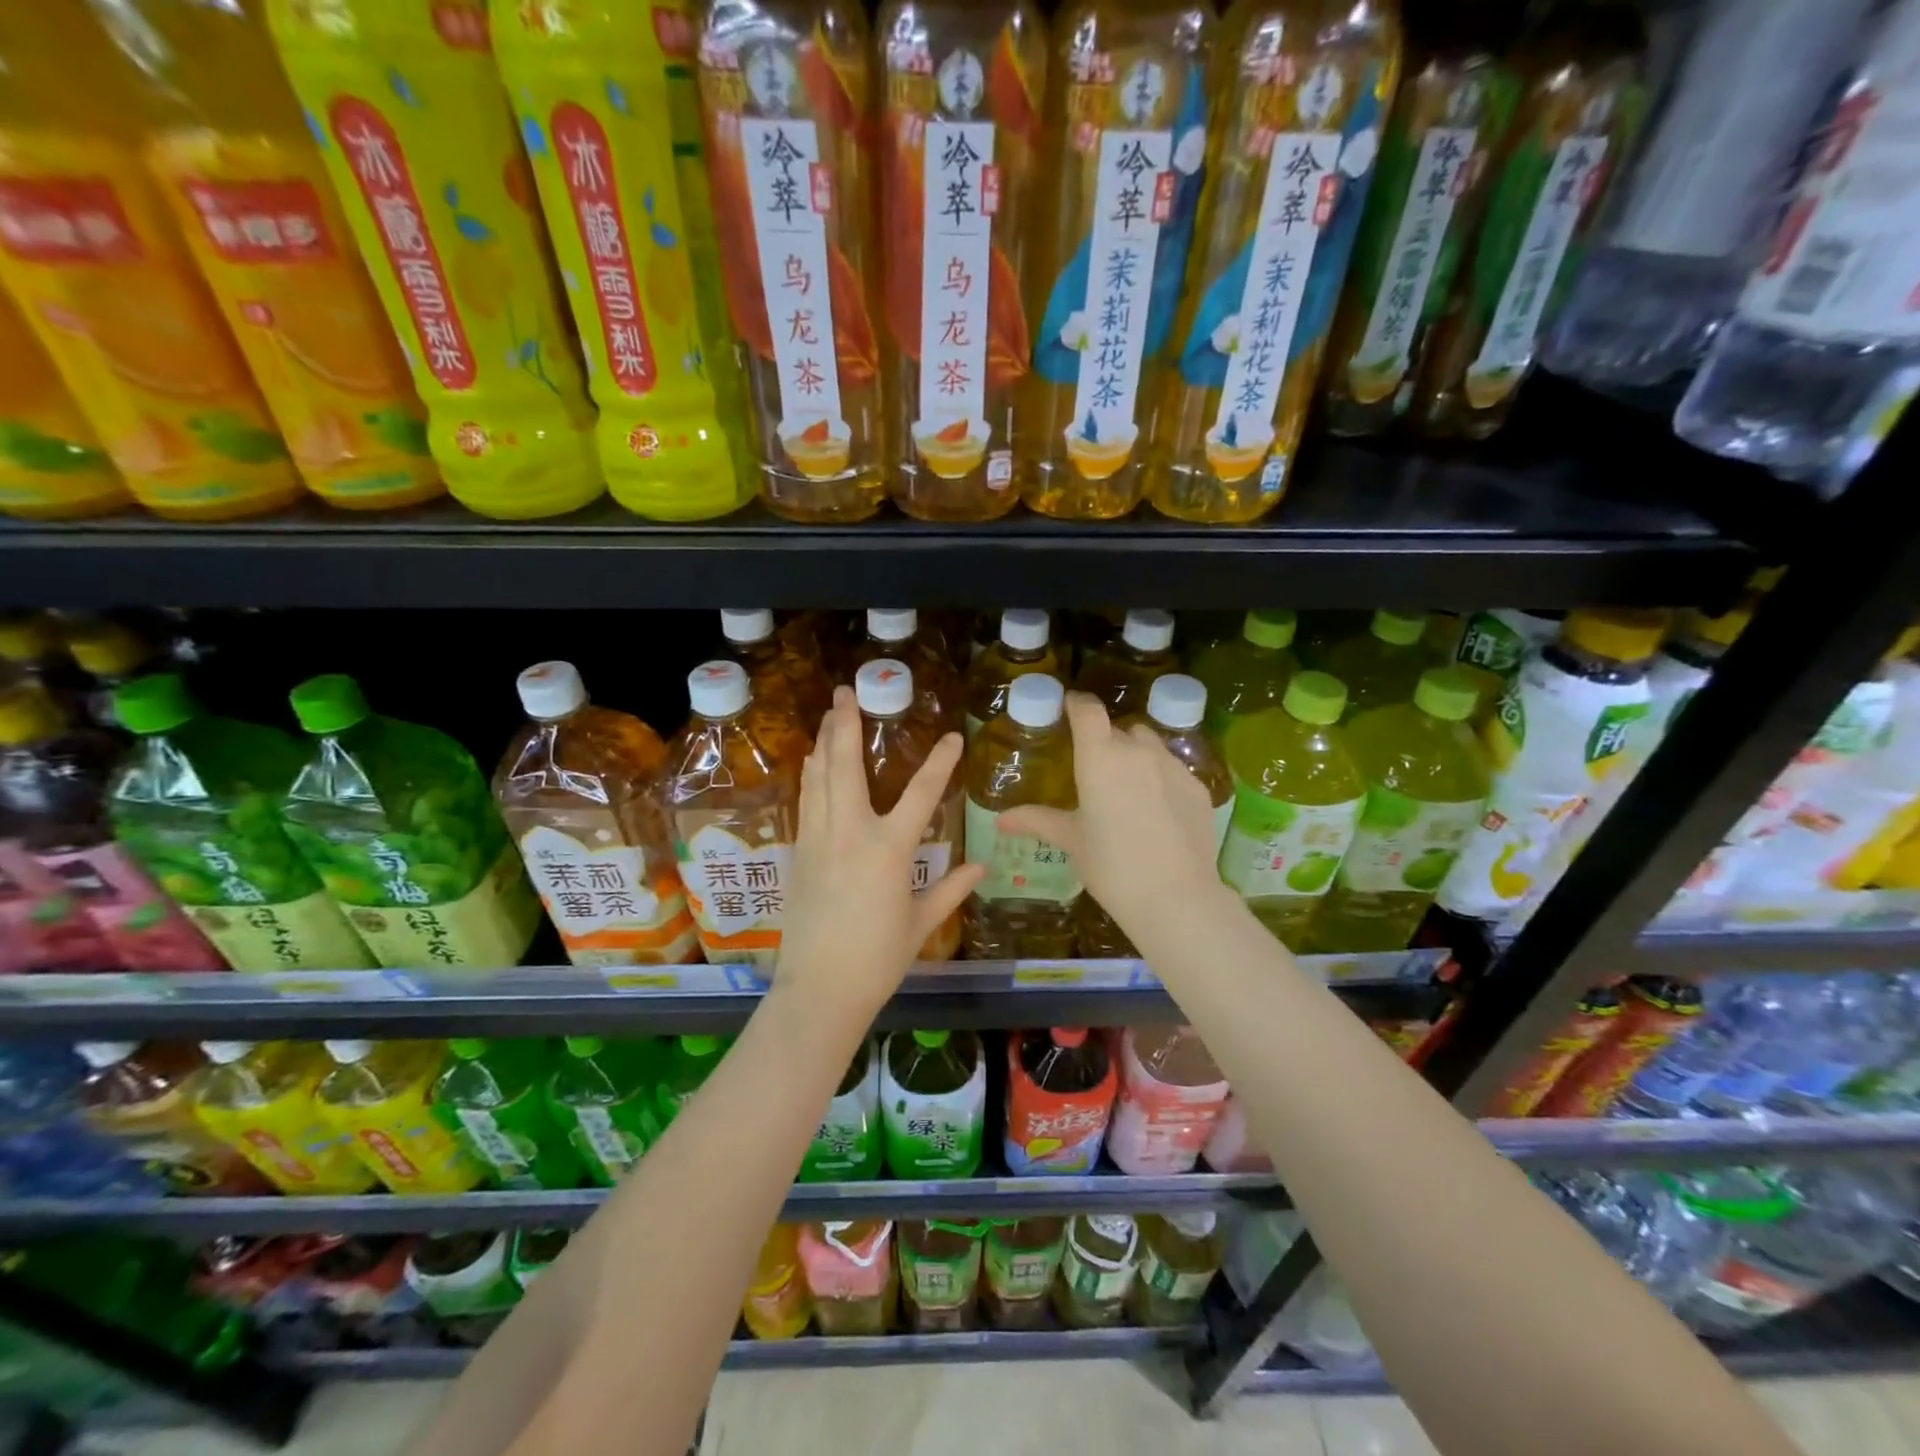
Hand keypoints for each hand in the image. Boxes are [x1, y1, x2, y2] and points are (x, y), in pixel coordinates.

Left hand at [777, 687, 983, 1020]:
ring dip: (824, 743)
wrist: (819, 990)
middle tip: (845, 692)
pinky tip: (813, 764)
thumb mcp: (919, 923)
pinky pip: (807, 803)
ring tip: (828, 716)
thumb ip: (950, 889)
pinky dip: (812, 776)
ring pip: (818, 779)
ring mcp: (820, 841)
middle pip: (845, 766)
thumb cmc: (877, 959)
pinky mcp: (800, 853)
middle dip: (844, 725)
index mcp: (888, 850)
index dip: (940, 762)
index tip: (952, 736)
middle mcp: (850, 834)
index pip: (922, 794)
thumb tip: (982, 866)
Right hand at [997, 691, 1223, 926]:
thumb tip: (1001, 819)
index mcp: (1100, 756)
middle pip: (1118, 729)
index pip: (1087, 710)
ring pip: (1149, 746)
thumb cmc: (1111, 865)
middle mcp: (1137, 750)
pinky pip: (1172, 770)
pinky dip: (1160, 779)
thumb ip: (1037, 821)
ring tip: (1126, 789)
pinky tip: (1156, 812)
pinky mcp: (1197, 787)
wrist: (1176, 897)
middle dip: (1104, 741)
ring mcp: (1173, 766)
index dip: (1076, 704)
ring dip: (1134, 756)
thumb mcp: (1071, 840)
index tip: (1068, 708)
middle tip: (1093, 771)